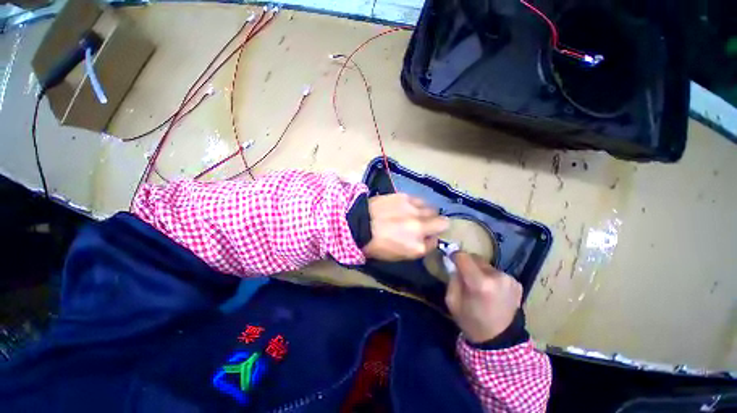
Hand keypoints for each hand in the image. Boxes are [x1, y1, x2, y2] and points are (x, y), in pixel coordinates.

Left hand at [362, 193, 448, 260]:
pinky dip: (416, 204)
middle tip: (427, 223)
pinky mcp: (405, 197)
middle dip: (437, 224)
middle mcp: (420, 228)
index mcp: (417, 247)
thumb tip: (427, 239)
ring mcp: (414, 211)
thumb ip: (416, 248)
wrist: (357, 224)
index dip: (430, 239)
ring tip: (415, 213)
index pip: (435, 242)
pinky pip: (420, 200)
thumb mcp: (397, 255)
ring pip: (433, 209)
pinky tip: (406, 206)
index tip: (424, 237)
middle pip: (442, 223)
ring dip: (427, 213)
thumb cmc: (375, 245)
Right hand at [445, 252, 522, 343]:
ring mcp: (509, 279)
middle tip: (464, 275)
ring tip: (478, 285)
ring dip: (479, 270)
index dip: (454, 256)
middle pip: (475, 258)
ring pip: (486, 265)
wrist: (499, 341)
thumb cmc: (471, 321)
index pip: (463, 256)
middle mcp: (497, 277)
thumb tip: (453, 263)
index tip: (451, 259)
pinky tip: (491, 290)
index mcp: (480, 283)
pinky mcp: (517, 283)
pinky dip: (490, 277)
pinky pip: (496, 272)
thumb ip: (452, 278)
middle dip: (467, 263)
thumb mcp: (452, 300)